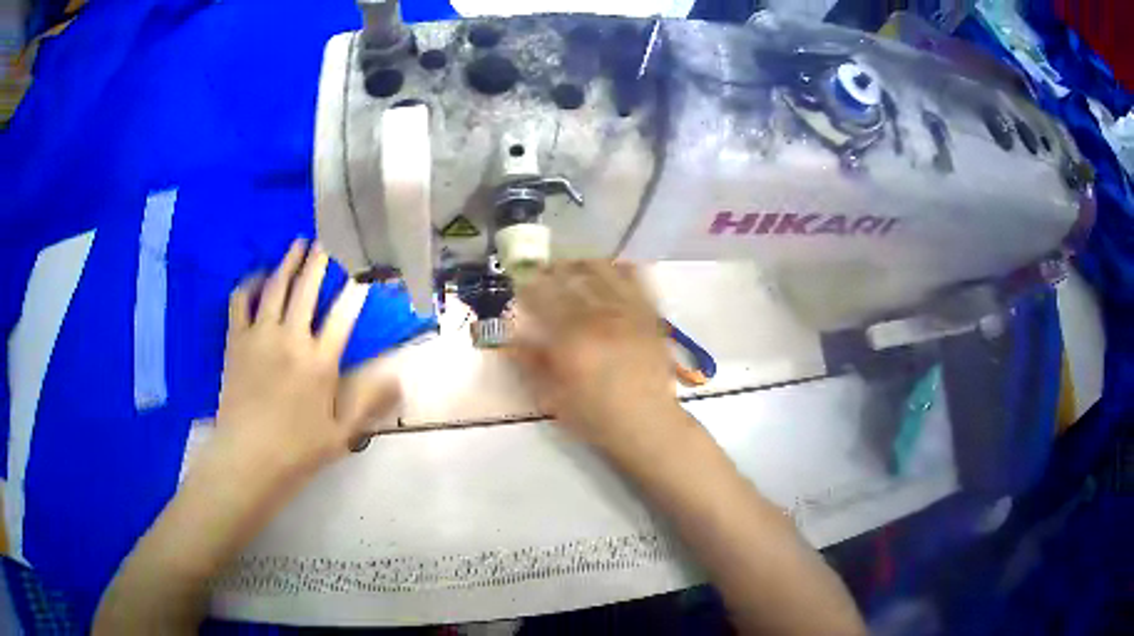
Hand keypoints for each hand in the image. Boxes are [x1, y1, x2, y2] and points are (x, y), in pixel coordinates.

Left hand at [213, 239, 400, 480]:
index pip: (344, 313)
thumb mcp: (342, 435)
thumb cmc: (297, 451)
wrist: (247, 460)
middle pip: (307, 289)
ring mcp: (260, 337)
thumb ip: (369, 402)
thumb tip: (400, 377)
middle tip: (328, 239)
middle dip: (320, 260)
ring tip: (298, 243)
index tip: (364, 268)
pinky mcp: (236, 341)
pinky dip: (250, 284)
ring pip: (275, 287)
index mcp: (320, 363)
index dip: (356, 288)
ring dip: (288, 262)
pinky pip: (240, 301)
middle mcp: (291, 339)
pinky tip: (258, 277)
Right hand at [512, 261, 685, 456]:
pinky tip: (611, 271)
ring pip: (601, 271)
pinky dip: (619, 269)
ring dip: (581, 265)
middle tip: (542, 273)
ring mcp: (629, 311)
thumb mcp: (553, 397)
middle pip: (570, 277)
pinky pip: (635, 279)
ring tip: (573, 268)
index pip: (542, 297)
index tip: (519, 286)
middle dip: (551, 271)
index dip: (527, 287)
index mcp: (571, 337)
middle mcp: (600, 316)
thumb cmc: (596, 416)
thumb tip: (511, 337)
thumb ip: (530, 363)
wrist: (647, 423)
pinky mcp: (649, 314)